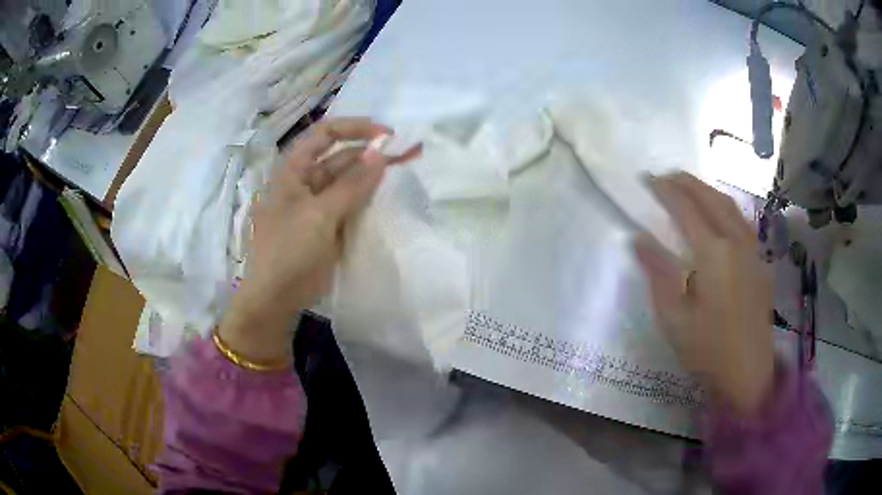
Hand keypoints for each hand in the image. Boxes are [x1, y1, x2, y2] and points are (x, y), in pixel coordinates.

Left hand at [218, 118, 420, 364]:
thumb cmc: (289, 250)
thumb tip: (380, 153)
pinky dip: (367, 200)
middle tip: (406, 157)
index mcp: (294, 170)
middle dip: (370, 155)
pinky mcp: (328, 225)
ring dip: (371, 178)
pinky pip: (351, 205)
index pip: (325, 134)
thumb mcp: (319, 214)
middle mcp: (306, 181)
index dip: (354, 128)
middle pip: (341, 157)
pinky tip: (386, 199)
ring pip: (348, 182)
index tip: (386, 136)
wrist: (276, 297)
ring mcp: (318, 204)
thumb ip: (352, 184)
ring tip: (402, 175)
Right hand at [633, 172, 773, 414]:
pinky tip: (719, 214)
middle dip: (688, 182)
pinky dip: (726, 207)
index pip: (686, 210)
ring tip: (690, 187)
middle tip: (666, 175)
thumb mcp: (674, 317)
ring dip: (708, 190)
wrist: (748, 374)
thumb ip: (658, 273)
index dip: (666, 191)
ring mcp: (752, 251)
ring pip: (731, 207)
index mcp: (714, 254)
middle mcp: (736, 243)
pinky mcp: (760, 263)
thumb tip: (639, 239)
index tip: (647, 180)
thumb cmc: (707, 349)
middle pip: (711, 199)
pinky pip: (742, 222)